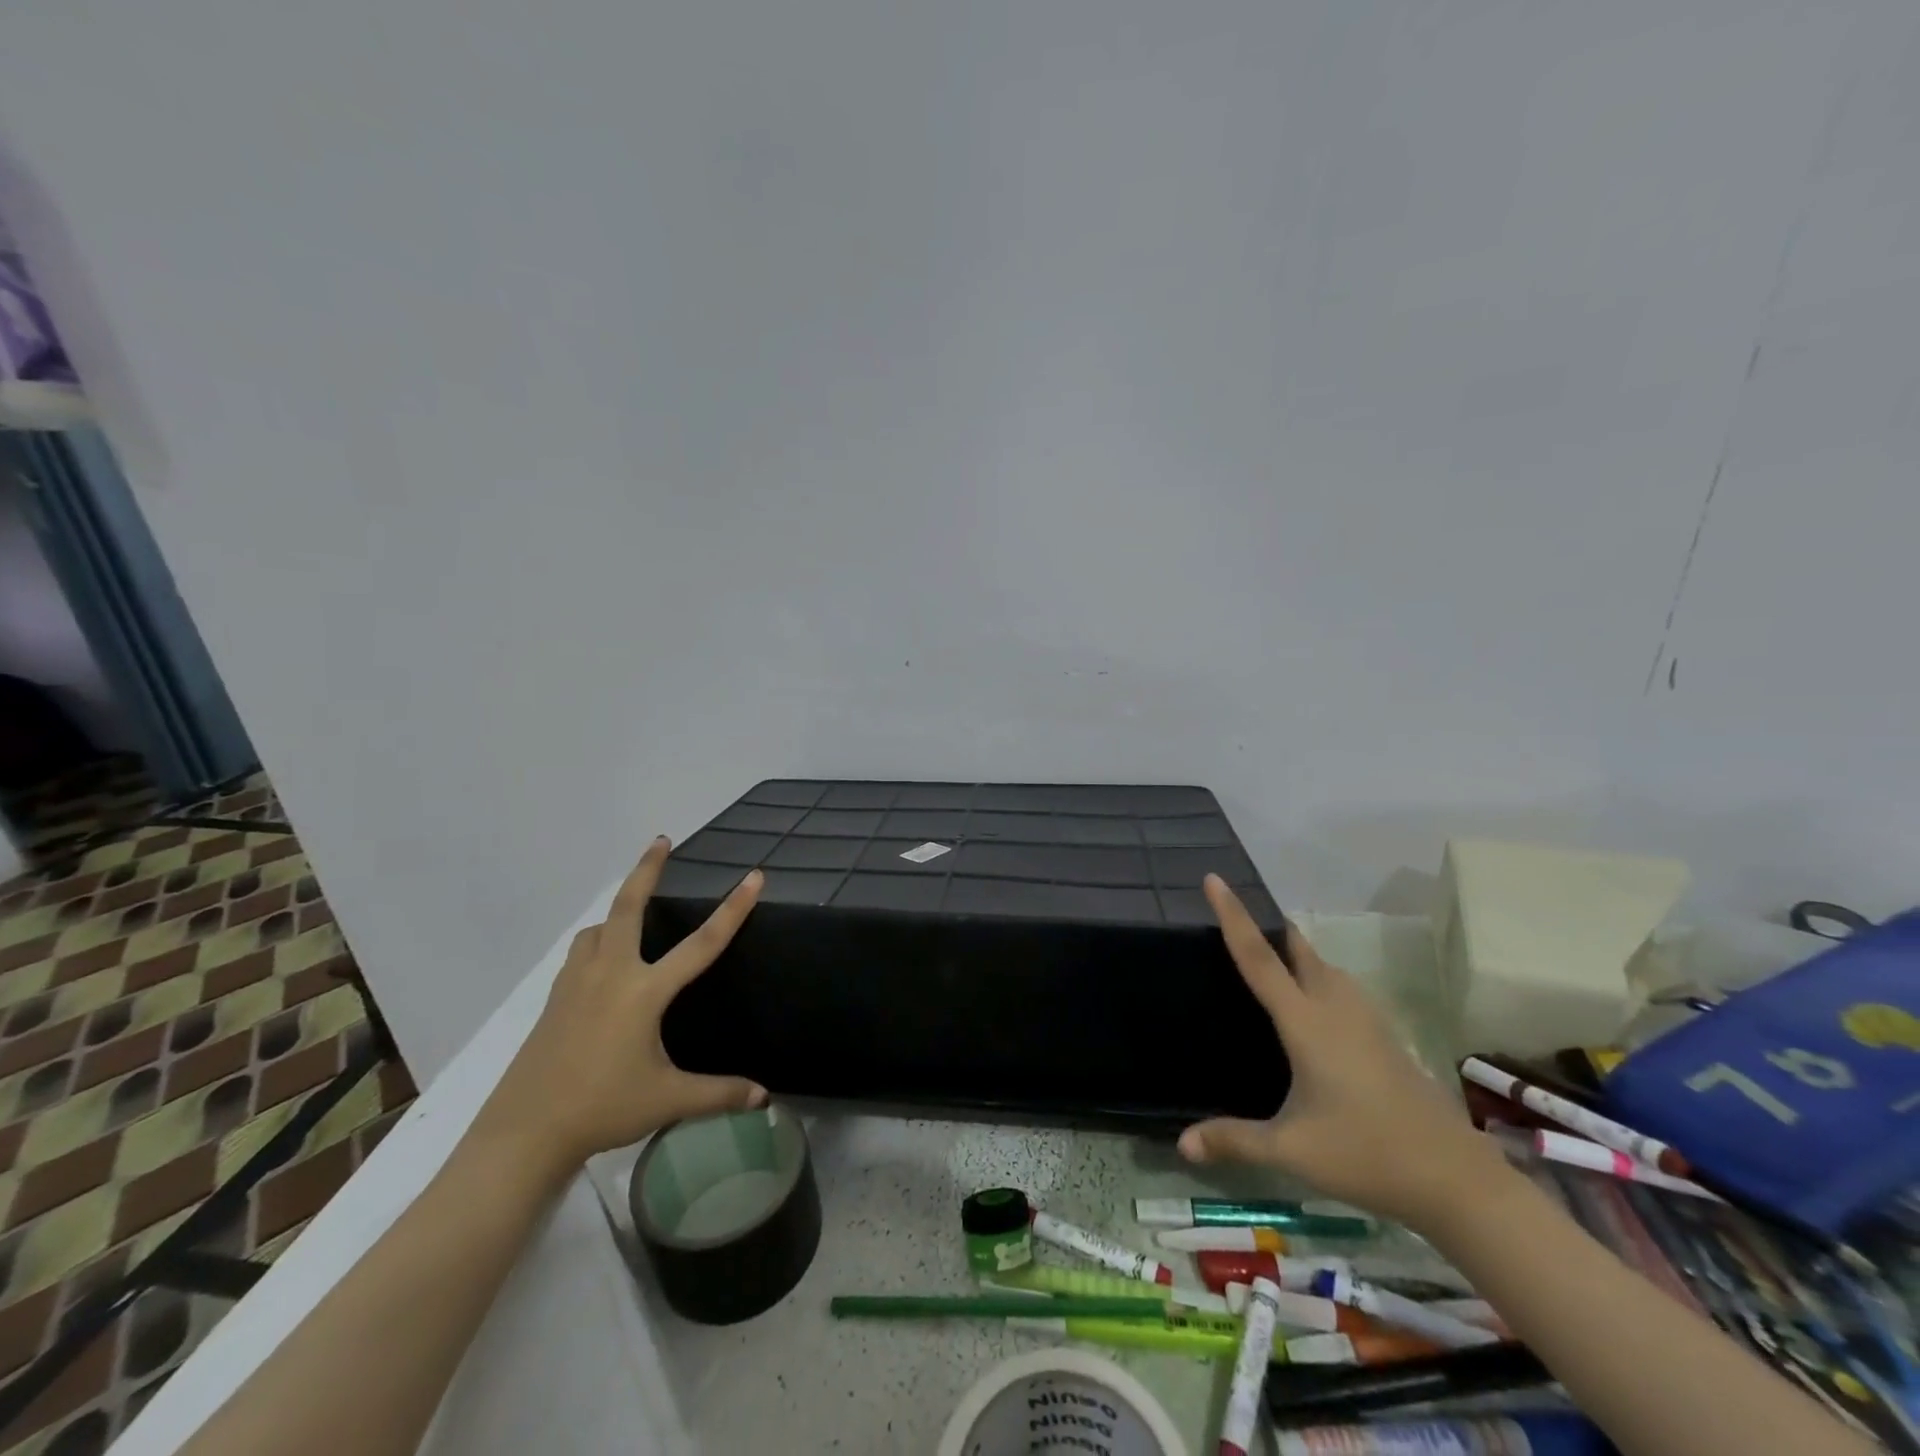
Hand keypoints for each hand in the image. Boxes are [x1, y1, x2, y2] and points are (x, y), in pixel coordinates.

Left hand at [474, 838, 766, 1177]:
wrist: (524, 1132)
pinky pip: (581, 952)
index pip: (702, 943)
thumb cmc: (602, 1109)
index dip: (733, 909)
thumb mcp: (668, 1100)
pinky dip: (597, 940)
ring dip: (618, 910)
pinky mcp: (555, 998)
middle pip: (629, 908)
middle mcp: (610, 974)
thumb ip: (719, 1094)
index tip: (753, 877)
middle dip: (646, 870)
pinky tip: (603, 961)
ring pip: (598, 929)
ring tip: (634, 910)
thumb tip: (765, 1097)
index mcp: (644, 992)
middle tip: (661, 841)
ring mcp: (576, 983)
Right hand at [1178, 875, 1511, 1230]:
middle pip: (1299, 951)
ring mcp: (1367, 1020)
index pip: (1259, 957)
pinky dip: (1321, 979)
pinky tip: (1319, 1006)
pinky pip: (1344, 989)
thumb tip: (1182, 1144)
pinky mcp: (1386, 1037)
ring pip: (1327, 968)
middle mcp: (1335, 1008)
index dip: (1233, 916)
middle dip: (1271, 928)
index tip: (1214, 879)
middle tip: (1242, 919)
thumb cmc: (1366, 1154)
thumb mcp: (1291, 1150)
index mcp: (1306, 1022)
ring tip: (1275, 957)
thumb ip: (1235, 1141)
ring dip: (1299, 954)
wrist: (1456, 1179)